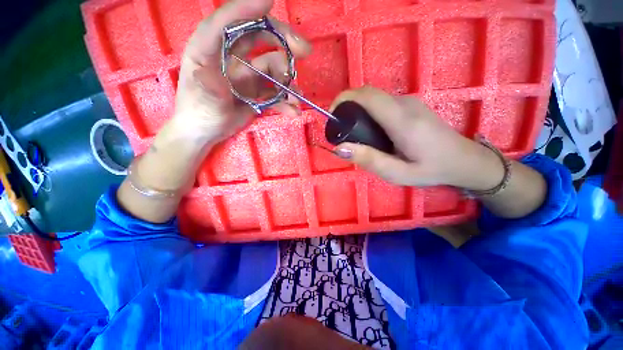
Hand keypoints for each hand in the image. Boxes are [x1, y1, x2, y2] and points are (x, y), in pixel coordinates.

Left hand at [173, 0, 310, 144]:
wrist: (205, 132)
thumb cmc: (198, 112)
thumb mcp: (201, 98)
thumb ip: (208, 83)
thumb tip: (217, 70)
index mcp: (210, 49)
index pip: (228, 22)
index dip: (247, 10)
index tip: (269, 1)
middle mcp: (231, 57)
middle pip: (260, 38)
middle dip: (283, 41)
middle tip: (304, 50)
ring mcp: (247, 75)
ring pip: (274, 69)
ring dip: (288, 81)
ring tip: (297, 98)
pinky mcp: (257, 92)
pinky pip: (275, 92)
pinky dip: (286, 101)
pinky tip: (293, 111)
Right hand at [330, 87, 503, 190]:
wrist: (464, 160)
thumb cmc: (431, 169)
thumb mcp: (398, 173)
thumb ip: (369, 160)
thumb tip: (340, 148)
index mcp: (402, 120)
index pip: (367, 96)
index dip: (344, 98)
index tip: (331, 114)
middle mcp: (405, 104)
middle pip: (368, 94)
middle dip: (347, 106)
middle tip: (339, 129)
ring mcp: (409, 102)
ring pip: (374, 98)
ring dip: (357, 110)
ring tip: (353, 133)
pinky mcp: (410, 106)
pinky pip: (382, 103)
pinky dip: (368, 112)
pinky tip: (370, 131)